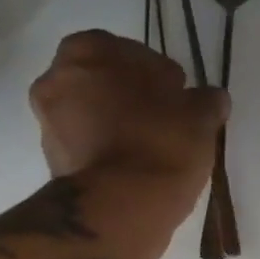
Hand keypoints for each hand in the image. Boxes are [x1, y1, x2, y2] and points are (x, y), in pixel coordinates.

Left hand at [29, 30, 226, 210]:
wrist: (120, 208)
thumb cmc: (160, 146)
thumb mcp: (199, 117)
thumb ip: (205, 100)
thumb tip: (211, 99)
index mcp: (88, 50)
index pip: (131, 53)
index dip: (159, 77)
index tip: (178, 100)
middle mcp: (56, 79)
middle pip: (104, 84)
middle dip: (131, 100)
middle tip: (164, 125)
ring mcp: (48, 124)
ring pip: (92, 117)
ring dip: (117, 128)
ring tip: (151, 153)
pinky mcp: (53, 164)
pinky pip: (87, 149)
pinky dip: (106, 154)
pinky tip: (134, 171)